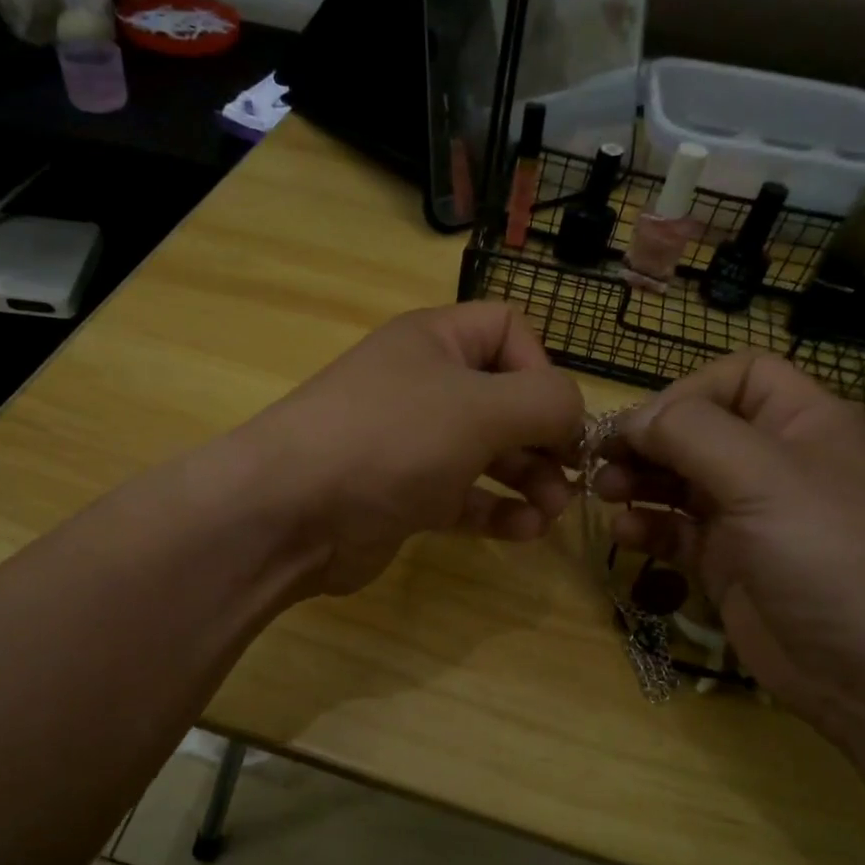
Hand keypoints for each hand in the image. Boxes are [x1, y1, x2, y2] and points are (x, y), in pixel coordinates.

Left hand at [241, 303, 583, 595]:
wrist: (290, 511)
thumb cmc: (391, 439)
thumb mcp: (481, 407)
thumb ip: (546, 401)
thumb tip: (574, 416)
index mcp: (436, 341)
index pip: (509, 332)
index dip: (543, 369)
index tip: (558, 417)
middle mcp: (424, 385)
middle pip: (505, 399)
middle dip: (545, 437)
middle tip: (572, 479)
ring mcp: (412, 443)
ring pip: (488, 453)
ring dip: (528, 480)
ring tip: (552, 512)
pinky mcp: (404, 495)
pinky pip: (464, 497)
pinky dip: (497, 511)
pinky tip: (524, 532)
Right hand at [595, 350, 864, 751]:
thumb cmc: (830, 555)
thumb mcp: (765, 477)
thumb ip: (691, 434)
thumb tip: (633, 420)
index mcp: (802, 424)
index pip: (739, 377)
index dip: (688, 391)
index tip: (644, 425)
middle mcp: (774, 463)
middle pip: (698, 429)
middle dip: (648, 439)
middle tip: (599, 458)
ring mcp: (750, 516)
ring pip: (680, 480)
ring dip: (638, 480)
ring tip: (603, 491)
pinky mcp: (729, 564)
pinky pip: (677, 531)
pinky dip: (648, 527)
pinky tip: (625, 533)